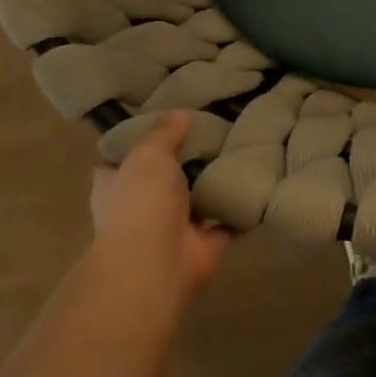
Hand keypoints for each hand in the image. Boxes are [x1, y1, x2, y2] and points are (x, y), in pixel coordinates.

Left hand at [87, 112, 231, 306]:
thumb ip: (164, 134)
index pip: (122, 160)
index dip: (138, 143)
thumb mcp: (148, 154)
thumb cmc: (141, 202)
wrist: (157, 262)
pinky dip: (240, 209)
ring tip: (242, 152)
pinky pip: (227, 221)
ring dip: (214, 185)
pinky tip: (259, 183)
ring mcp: (173, 228)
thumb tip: (178, 114)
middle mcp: (141, 207)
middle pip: (163, 179)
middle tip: (214, 132)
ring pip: (197, 200)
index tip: (165, 124)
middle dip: (185, 162)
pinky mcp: (204, 243)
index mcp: (116, 185)